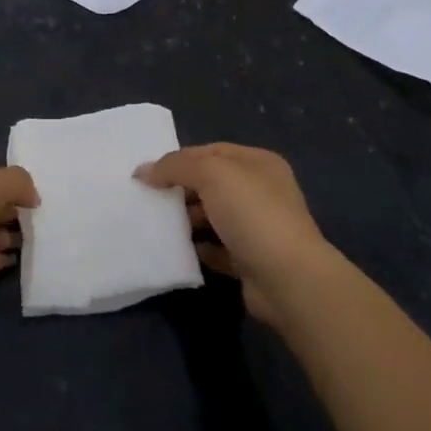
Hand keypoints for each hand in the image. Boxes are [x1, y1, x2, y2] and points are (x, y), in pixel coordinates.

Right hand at [136, 143, 331, 324]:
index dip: (180, 159)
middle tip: (151, 200)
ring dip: (188, 220)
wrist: (288, 279)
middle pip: (212, 184)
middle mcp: (261, 191)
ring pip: (214, 216)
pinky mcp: (251, 260)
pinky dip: (200, 248)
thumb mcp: (211, 174)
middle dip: (182, 190)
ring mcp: (258, 227)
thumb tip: (143, 171)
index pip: (212, 151)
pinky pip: (218, 248)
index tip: (149, 174)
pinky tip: (181, 250)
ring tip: (160, 225)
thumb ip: (175, 166)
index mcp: (258, 163)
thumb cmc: (252, 213)